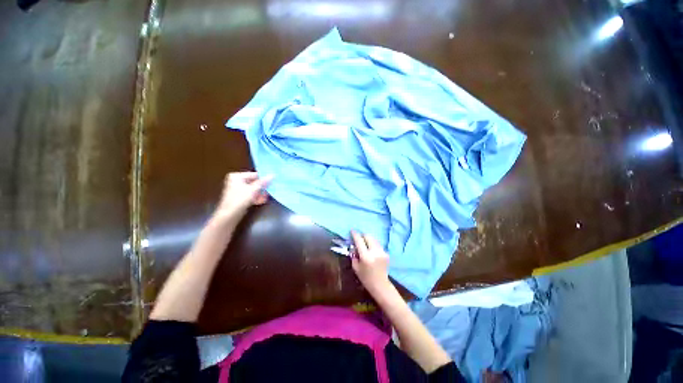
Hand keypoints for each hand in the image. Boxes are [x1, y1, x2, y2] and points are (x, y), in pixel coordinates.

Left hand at [213, 172, 272, 222]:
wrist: (230, 214)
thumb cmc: (240, 199)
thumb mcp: (253, 189)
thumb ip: (263, 182)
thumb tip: (272, 175)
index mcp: (236, 176)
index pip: (254, 175)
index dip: (263, 179)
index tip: (272, 183)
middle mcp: (236, 181)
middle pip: (254, 182)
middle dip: (262, 188)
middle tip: (269, 191)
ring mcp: (237, 190)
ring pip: (253, 189)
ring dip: (260, 193)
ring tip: (265, 197)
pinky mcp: (239, 197)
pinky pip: (250, 195)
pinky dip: (255, 197)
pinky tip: (261, 201)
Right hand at [351, 231, 390, 294]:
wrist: (380, 285)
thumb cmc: (365, 278)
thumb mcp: (356, 267)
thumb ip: (354, 255)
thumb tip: (354, 246)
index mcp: (366, 256)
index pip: (359, 241)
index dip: (355, 234)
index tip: (352, 231)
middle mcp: (374, 252)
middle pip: (368, 236)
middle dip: (362, 235)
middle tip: (359, 238)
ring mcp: (382, 252)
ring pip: (374, 239)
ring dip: (368, 239)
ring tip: (365, 244)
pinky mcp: (386, 253)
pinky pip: (378, 244)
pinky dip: (373, 244)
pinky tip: (371, 250)